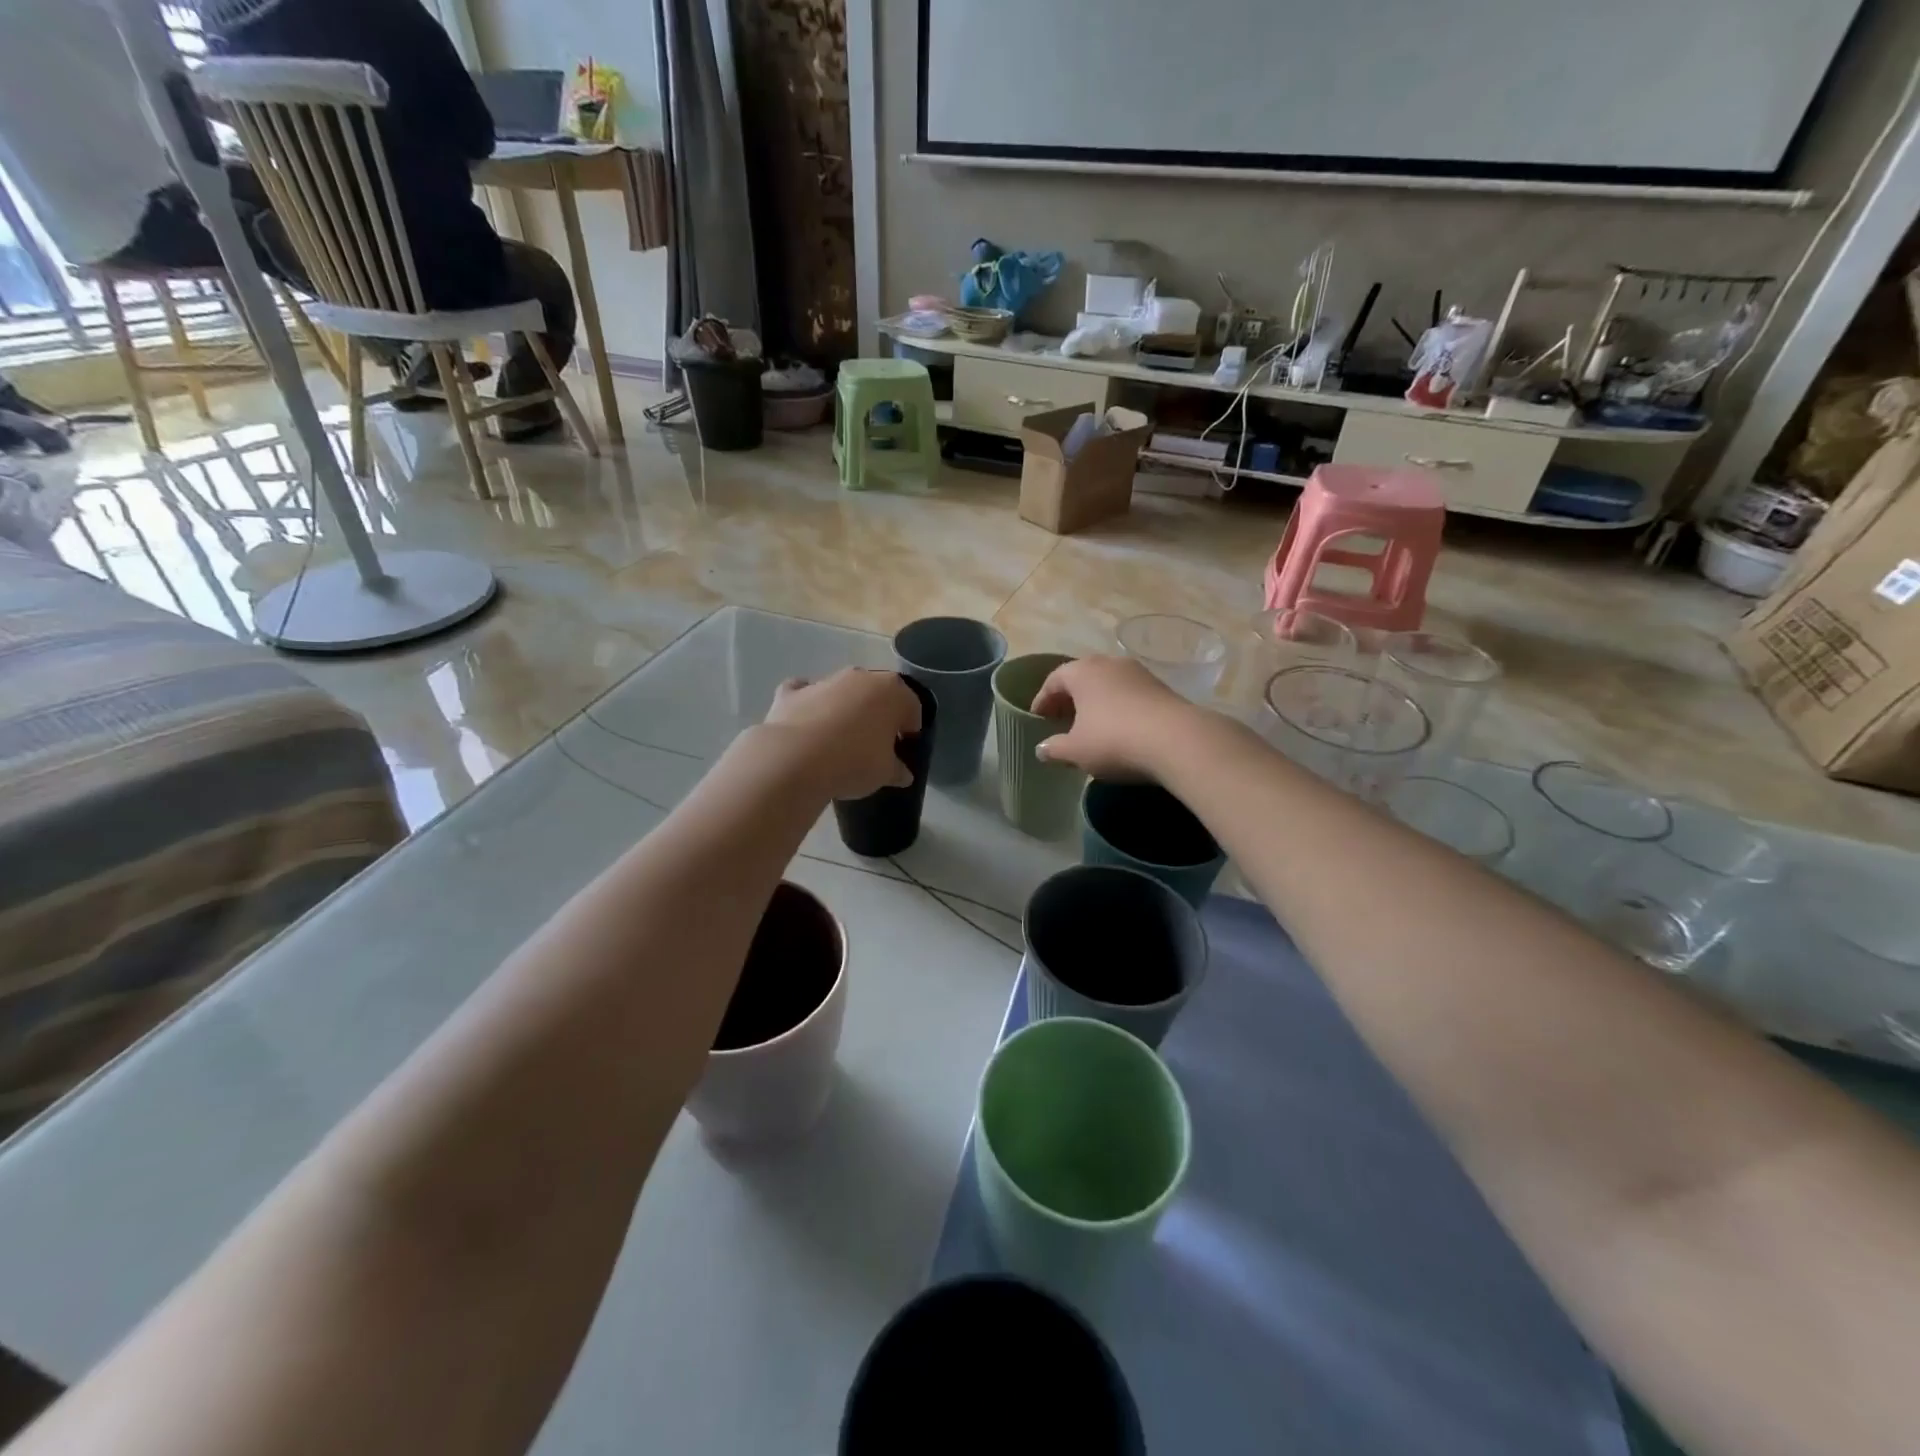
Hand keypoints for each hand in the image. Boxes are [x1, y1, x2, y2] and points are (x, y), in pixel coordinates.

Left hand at [763, 670, 921, 799]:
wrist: (796, 760)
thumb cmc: (855, 763)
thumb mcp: (886, 773)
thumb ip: (897, 770)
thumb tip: (902, 773)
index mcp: (892, 692)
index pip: (912, 707)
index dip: (910, 729)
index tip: (903, 747)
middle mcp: (861, 677)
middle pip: (877, 694)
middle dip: (878, 714)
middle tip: (874, 744)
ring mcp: (825, 681)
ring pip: (842, 691)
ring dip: (845, 708)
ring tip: (839, 741)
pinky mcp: (792, 692)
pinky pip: (805, 693)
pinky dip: (807, 704)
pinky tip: (806, 725)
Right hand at [1031, 656, 1194, 779]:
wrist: (1177, 740)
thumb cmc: (1114, 740)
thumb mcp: (1076, 751)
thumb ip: (1054, 748)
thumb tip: (1041, 749)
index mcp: (1082, 671)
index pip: (1054, 680)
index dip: (1042, 700)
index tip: (1037, 719)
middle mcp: (1110, 663)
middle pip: (1082, 678)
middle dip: (1069, 699)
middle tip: (1061, 720)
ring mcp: (1139, 673)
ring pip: (1108, 685)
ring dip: (1095, 703)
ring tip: (1090, 726)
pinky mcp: (1161, 688)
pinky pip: (1129, 694)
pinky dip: (1118, 708)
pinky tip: (1119, 729)